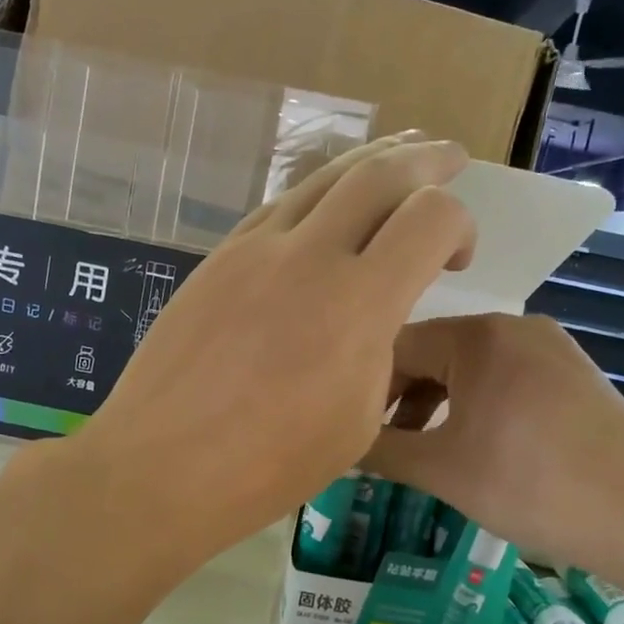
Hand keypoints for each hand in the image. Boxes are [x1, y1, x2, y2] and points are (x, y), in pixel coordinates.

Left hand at [63, 135, 474, 565]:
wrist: (162, 466)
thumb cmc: (268, 466)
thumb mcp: (357, 421)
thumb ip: (379, 352)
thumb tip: (373, 319)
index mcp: (357, 305)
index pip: (430, 218)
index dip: (461, 224)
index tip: (457, 259)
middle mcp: (308, 257)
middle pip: (379, 174)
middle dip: (425, 161)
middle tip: (449, 159)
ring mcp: (254, 250)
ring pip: (322, 178)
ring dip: (369, 164)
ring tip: (397, 157)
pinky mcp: (217, 259)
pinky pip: (278, 206)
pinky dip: (316, 195)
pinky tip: (324, 206)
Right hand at [362, 314, 623, 568]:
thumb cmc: (530, 485)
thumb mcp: (441, 470)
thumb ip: (379, 451)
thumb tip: (334, 444)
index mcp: (478, 334)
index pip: (396, 345)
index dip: (363, 386)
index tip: (345, 427)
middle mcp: (515, 326)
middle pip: (434, 354)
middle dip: (400, 400)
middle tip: (380, 446)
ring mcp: (551, 349)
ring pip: (470, 370)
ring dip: (437, 407)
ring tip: (422, 453)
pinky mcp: (574, 376)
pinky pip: (505, 381)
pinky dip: (476, 409)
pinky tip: (473, 448)